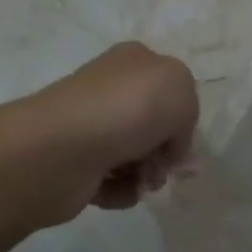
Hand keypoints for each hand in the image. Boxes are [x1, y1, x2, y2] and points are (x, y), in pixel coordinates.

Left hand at [13, 42, 199, 222]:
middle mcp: (111, 89)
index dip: (182, 114)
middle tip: (164, 167)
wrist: (62, 147)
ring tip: (142, 183)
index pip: (169, 85)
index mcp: (135, 61)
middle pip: (153, 124)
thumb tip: (170, 146)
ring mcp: (90, 126)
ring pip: (134, 154)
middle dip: (165, 150)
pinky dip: (122, 190)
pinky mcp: (76, 163)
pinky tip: (121, 191)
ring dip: (147, 174)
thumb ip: (188, 115)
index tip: (183, 139)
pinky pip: (112, 181)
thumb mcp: (181, 91)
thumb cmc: (129, 108)